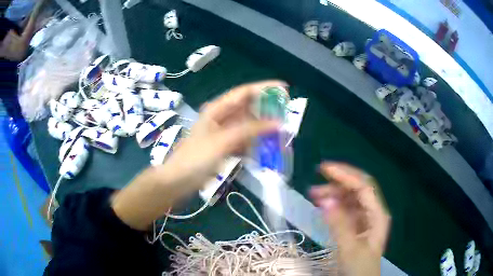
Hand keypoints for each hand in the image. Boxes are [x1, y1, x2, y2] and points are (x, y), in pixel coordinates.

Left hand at [163, 80, 284, 188]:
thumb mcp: (223, 141)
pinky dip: (257, 142)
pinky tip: (268, 146)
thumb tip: (277, 122)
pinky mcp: (226, 147)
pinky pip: (246, 140)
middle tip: (287, 112)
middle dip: (267, 108)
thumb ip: (250, 130)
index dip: (265, 88)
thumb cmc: (196, 158)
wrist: (178, 181)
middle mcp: (222, 117)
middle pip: (248, 107)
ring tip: (282, 129)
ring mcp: (224, 133)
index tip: (284, 89)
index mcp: (217, 109)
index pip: (244, 92)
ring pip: (249, 125)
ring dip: (264, 127)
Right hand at [310, 162, 390, 275]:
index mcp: (377, 214)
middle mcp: (373, 212)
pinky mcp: (357, 225)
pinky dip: (334, 205)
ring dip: (333, 194)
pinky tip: (323, 207)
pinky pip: (346, 209)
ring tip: (314, 196)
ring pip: (350, 198)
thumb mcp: (349, 249)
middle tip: (315, 185)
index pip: (363, 186)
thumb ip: (339, 225)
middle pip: (358, 188)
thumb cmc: (359, 267)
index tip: (324, 169)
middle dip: (337, 182)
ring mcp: (365, 218)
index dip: (345, 174)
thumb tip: (325, 200)